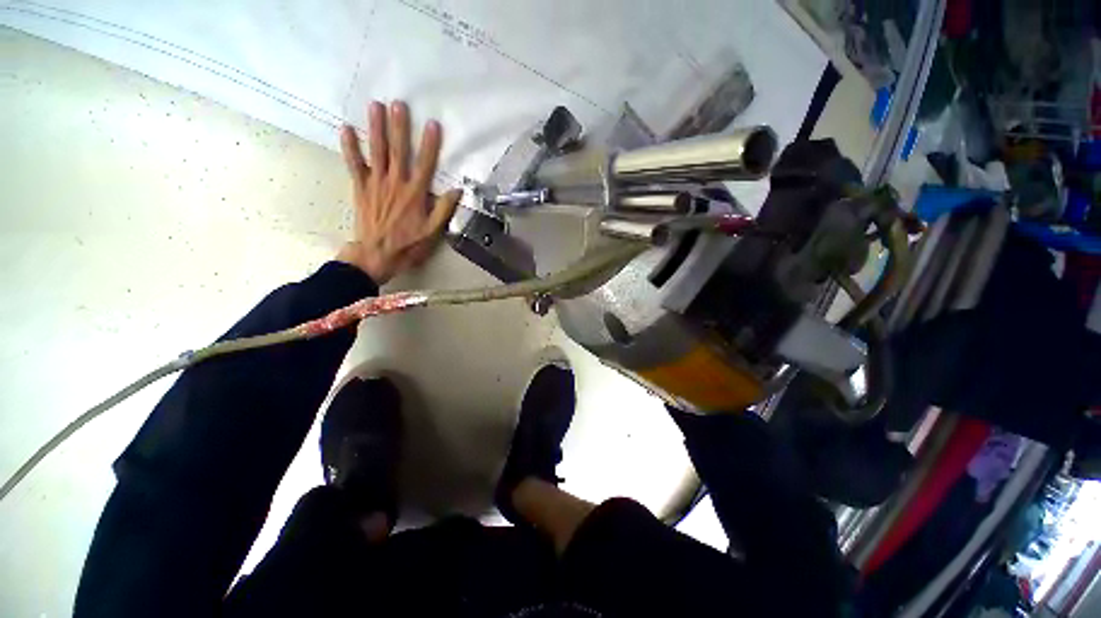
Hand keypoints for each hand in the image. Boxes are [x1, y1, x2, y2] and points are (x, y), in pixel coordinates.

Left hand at [336, 100, 461, 283]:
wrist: (377, 255)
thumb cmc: (408, 245)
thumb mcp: (433, 232)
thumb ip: (444, 210)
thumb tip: (457, 191)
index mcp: (415, 194)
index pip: (425, 165)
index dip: (430, 145)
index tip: (433, 124)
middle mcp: (395, 184)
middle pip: (398, 152)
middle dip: (399, 127)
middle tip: (399, 103)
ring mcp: (375, 184)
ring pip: (376, 152)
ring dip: (376, 128)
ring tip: (375, 106)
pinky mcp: (360, 188)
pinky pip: (354, 165)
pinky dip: (349, 147)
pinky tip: (346, 129)